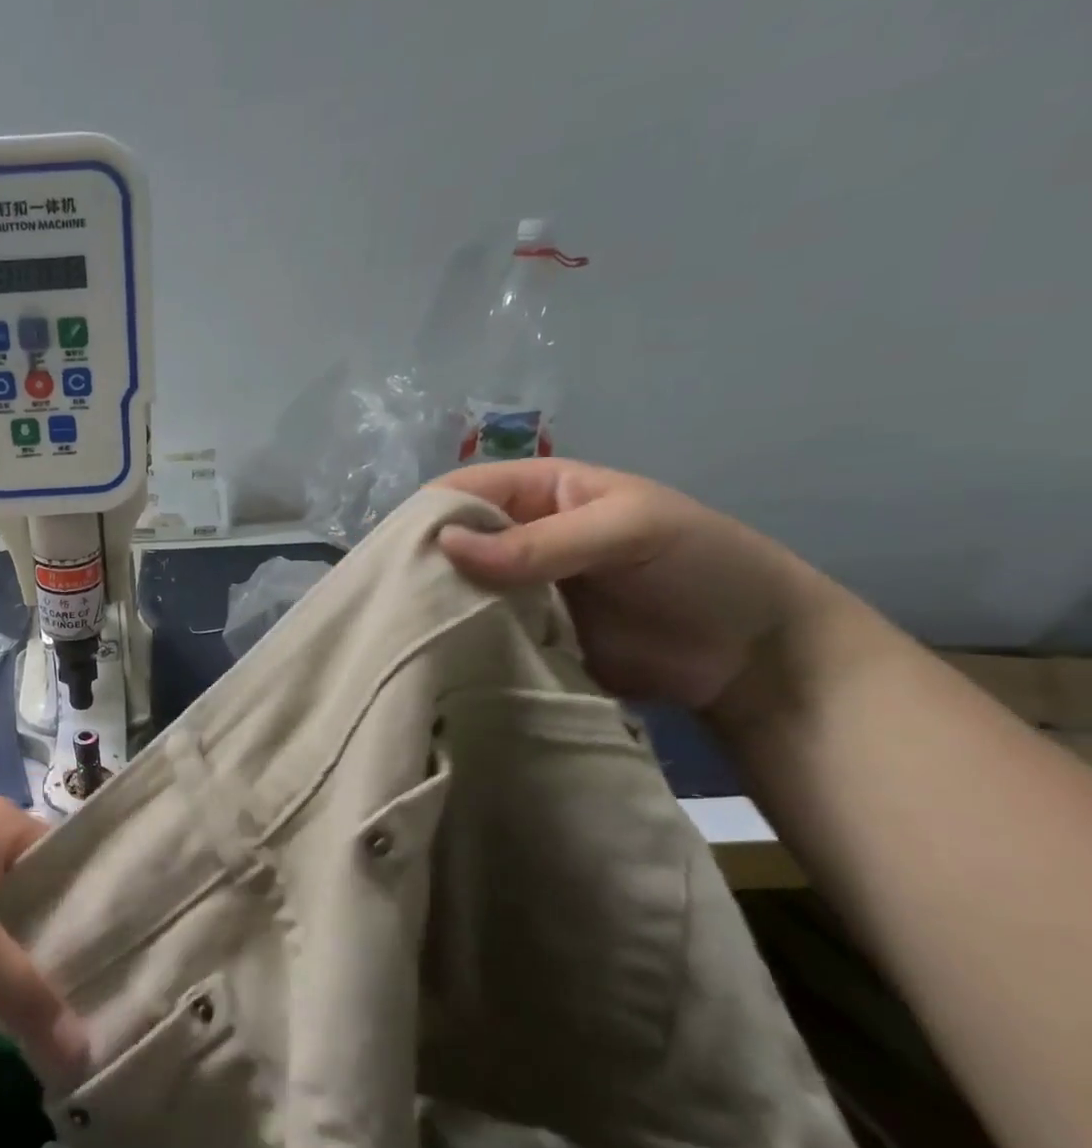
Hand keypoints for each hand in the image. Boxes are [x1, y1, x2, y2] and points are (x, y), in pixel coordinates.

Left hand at [0, 799, 87, 1086]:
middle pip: (41, 890)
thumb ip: (28, 996)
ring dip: (24, 953)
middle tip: (102, 994)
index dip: (99, 908)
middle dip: (63, 939)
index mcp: (6, 822)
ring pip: (5, 911)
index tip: (128, 960)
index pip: (72, 862)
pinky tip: (4, 996)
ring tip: (63, 1005)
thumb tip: (85, 1058)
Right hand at [432, 459, 824, 714]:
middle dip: (423, 565)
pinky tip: (433, 654)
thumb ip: (540, 542)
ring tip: (402, 631)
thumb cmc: (702, 566)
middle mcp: (517, 538)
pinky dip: (457, 641)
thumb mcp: (628, 531)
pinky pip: (478, 632)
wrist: (754, 657)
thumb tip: (445, 545)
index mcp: (538, 492)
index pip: (463, 491)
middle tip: (392, 600)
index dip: (428, 515)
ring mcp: (518, 590)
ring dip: (436, 606)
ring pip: (458, 590)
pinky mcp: (522, 636)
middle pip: (451, 543)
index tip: (394, 554)